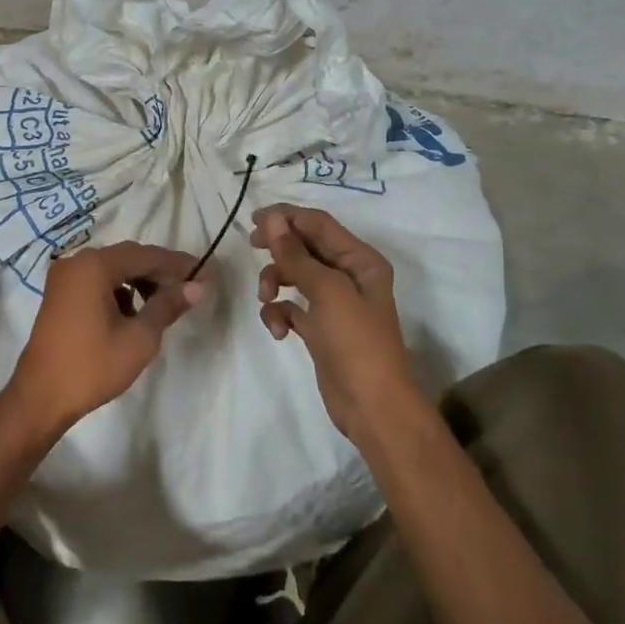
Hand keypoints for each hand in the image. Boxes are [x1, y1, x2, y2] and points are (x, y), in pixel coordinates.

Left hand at [6, 241, 206, 439]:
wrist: (40, 398)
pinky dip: (119, 291)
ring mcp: (65, 278)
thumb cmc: (92, 366)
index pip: (146, 255)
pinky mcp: (60, 295)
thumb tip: (198, 287)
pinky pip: (97, 282)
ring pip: (113, 269)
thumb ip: (168, 306)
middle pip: (128, 257)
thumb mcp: (139, 338)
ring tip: (163, 304)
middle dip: (160, 272)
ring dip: (140, 281)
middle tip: (190, 288)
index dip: (178, 264)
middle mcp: (76, 262)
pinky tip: (133, 314)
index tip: (206, 273)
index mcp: (94, 266)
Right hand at [251, 204, 417, 440]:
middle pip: (306, 247)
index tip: (254, 220)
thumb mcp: (326, 292)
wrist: (372, 406)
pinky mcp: (320, 328)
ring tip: (267, 299)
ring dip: (275, 282)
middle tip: (252, 247)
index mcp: (360, 260)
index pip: (319, 224)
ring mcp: (334, 303)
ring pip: (295, 276)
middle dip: (279, 248)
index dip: (287, 217)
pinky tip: (277, 330)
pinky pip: (292, 307)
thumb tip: (272, 219)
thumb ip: (295, 254)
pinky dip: (280, 313)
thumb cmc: (356, 341)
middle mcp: (349, 276)